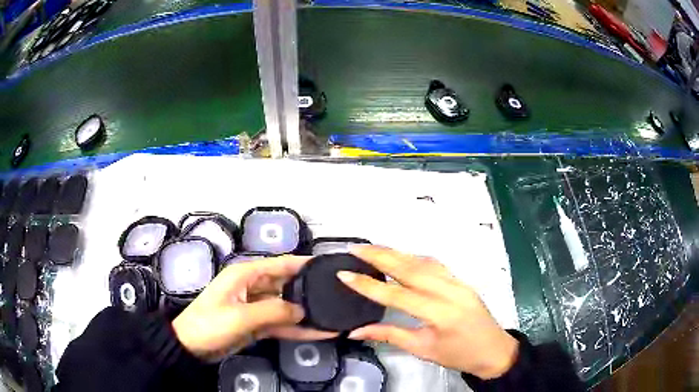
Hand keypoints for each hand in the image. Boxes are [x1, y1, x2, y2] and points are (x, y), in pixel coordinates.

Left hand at [172, 255, 335, 359]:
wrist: (192, 346)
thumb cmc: (211, 324)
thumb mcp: (241, 316)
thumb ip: (274, 311)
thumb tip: (303, 310)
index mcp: (246, 274)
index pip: (280, 264)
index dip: (304, 263)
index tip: (328, 265)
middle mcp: (253, 286)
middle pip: (287, 285)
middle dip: (309, 289)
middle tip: (338, 294)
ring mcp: (256, 307)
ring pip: (286, 306)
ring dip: (306, 312)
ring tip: (334, 315)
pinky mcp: (258, 324)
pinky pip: (282, 323)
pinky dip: (298, 328)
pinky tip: (320, 332)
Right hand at [337, 246, 518, 379]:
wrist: (494, 350)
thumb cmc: (459, 355)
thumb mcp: (422, 350)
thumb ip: (389, 335)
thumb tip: (356, 331)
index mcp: (439, 313)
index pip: (396, 294)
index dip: (368, 285)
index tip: (344, 275)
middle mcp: (449, 291)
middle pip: (409, 268)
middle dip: (379, 256)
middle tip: (355, 249)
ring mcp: (457, 282)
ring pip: (422, 261)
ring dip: (396, 253)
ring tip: (372, 248)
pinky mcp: (461, 280)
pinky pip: (435, 264)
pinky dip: (414, 257)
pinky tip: (402, 256)